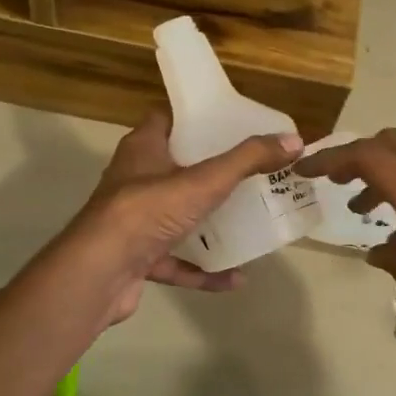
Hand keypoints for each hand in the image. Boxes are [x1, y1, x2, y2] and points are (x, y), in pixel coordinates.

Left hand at [62, 112, 301, 327]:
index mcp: (142, 150)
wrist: (100, 273)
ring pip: (176, 217)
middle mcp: (134, 181)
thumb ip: (248, 160)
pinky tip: (235, 277)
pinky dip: (203, 270)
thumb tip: (294, 140)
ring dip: (207, 223)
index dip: (194, 118)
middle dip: (210, 171)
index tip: (229, 122)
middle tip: (250, 171)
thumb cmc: (149, 211)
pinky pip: (176, 262)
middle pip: (175, 168)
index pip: (165, 120)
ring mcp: (134, 223)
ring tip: (247, 221)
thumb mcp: (205, 180)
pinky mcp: (137, 259)